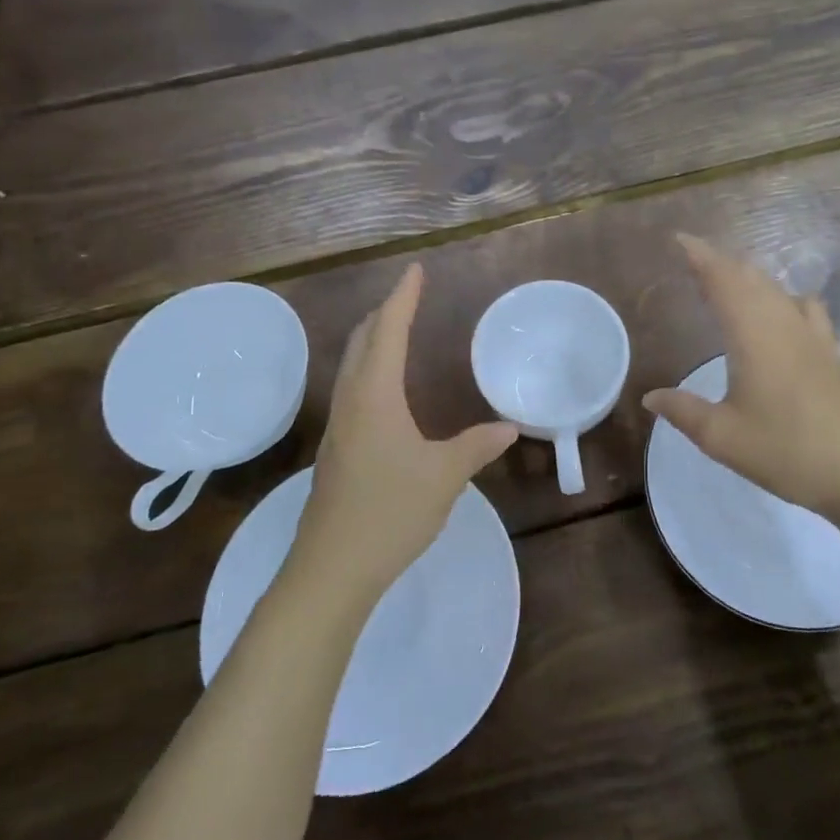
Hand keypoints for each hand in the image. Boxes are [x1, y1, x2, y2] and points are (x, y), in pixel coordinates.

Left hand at [289, 263, 517, 606]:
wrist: (331, 569)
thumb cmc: (390, 512)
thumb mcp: (444, 476)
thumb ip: (476, 446)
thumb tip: (508, 427)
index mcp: (375, 396)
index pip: (389, 331)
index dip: (403, 298)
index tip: (414, 270)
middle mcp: (351, 401)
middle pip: (362, 341)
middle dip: (384, 313)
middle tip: (408, 297)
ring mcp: (338, 427)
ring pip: (351, 366)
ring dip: (372, 340)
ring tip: (395, 332)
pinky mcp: (335, 450)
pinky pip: (352, 390)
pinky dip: (368, 369)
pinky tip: (384, 390)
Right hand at [642, 235, 839, 526]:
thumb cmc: (786, 452)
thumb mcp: (722, 437)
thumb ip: (683, 411)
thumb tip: (650, 396)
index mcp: (752, 335)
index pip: (723, 280)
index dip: (700, 256)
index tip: (679, 240)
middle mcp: (783, 324)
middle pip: (750, 278)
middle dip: (720, 263)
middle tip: (694, 261)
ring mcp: (812, 336)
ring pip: (777, 289)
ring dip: (749, 278)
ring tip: (728, 282)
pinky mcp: (831, 353)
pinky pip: (804, 307)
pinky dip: (782, 297)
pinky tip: (782, 312)